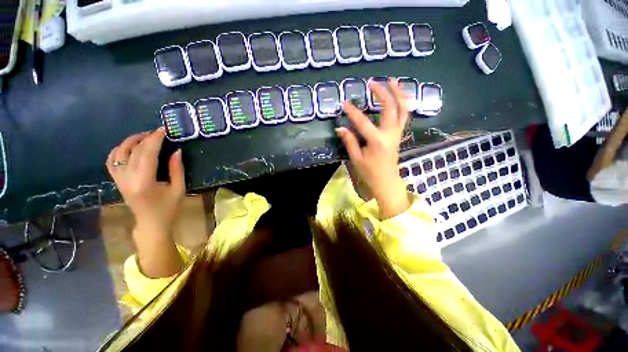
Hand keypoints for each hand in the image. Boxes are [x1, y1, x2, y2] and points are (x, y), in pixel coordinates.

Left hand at [106, 127, 185, 234]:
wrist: (151, 224)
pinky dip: (119, 150)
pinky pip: (112, 160)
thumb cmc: (169, 208)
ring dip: (132, 141)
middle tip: (159, 132)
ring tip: (145, 137)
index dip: (155, 140)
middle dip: (146, 138)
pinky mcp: (116, 181)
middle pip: (134, 151)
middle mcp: (127, 178)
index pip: (147, 154)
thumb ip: (177, 169)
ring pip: (119, 153)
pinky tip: (129, 147)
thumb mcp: (179, 189)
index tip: (163, 130)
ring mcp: (119, 179)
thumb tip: (176, 150)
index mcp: (144, 182)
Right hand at [336, 78, 410, 218]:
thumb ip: (349, 141)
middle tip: (372, 83)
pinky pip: (404, 115)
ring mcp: (397, 133)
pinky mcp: (398, 134)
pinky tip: (398, 96)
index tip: (344, 103)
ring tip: (392, 81)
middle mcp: (390, 134)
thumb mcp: (356, 158)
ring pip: (403, 109)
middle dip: (382, 93)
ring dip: (399, 93)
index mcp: (377, 141)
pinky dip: (403, 103)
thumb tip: (340, 128)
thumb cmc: (369, 172)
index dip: (353, 112)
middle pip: (390, 108)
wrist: (386, 181)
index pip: (363, 122)